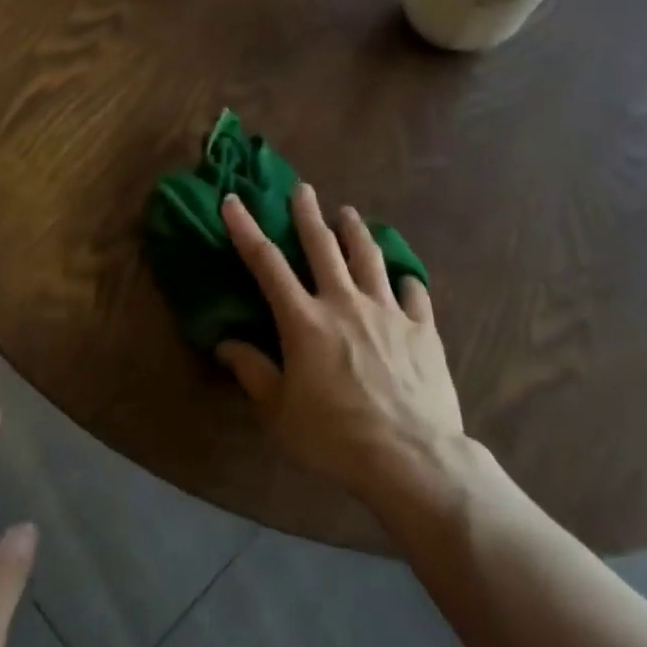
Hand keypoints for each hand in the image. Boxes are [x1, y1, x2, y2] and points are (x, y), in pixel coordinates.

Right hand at [219, 183, 464, 501]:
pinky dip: (405, 281)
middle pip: (322, 246)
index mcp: (304, 320)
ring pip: (369, 258)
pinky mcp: (422, 329)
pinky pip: (414, 294)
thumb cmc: (334, 437)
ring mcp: (387, 312)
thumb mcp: (279, 412)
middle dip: (309, 213)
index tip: (233, 200)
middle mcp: (344, 303)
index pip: (266, 263)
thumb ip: (252, 372)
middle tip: (303, 188)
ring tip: (349, 213)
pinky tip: (404, 278)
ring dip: (356, 232)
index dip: (246, 229)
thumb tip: (225, 344)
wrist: (411, 458)